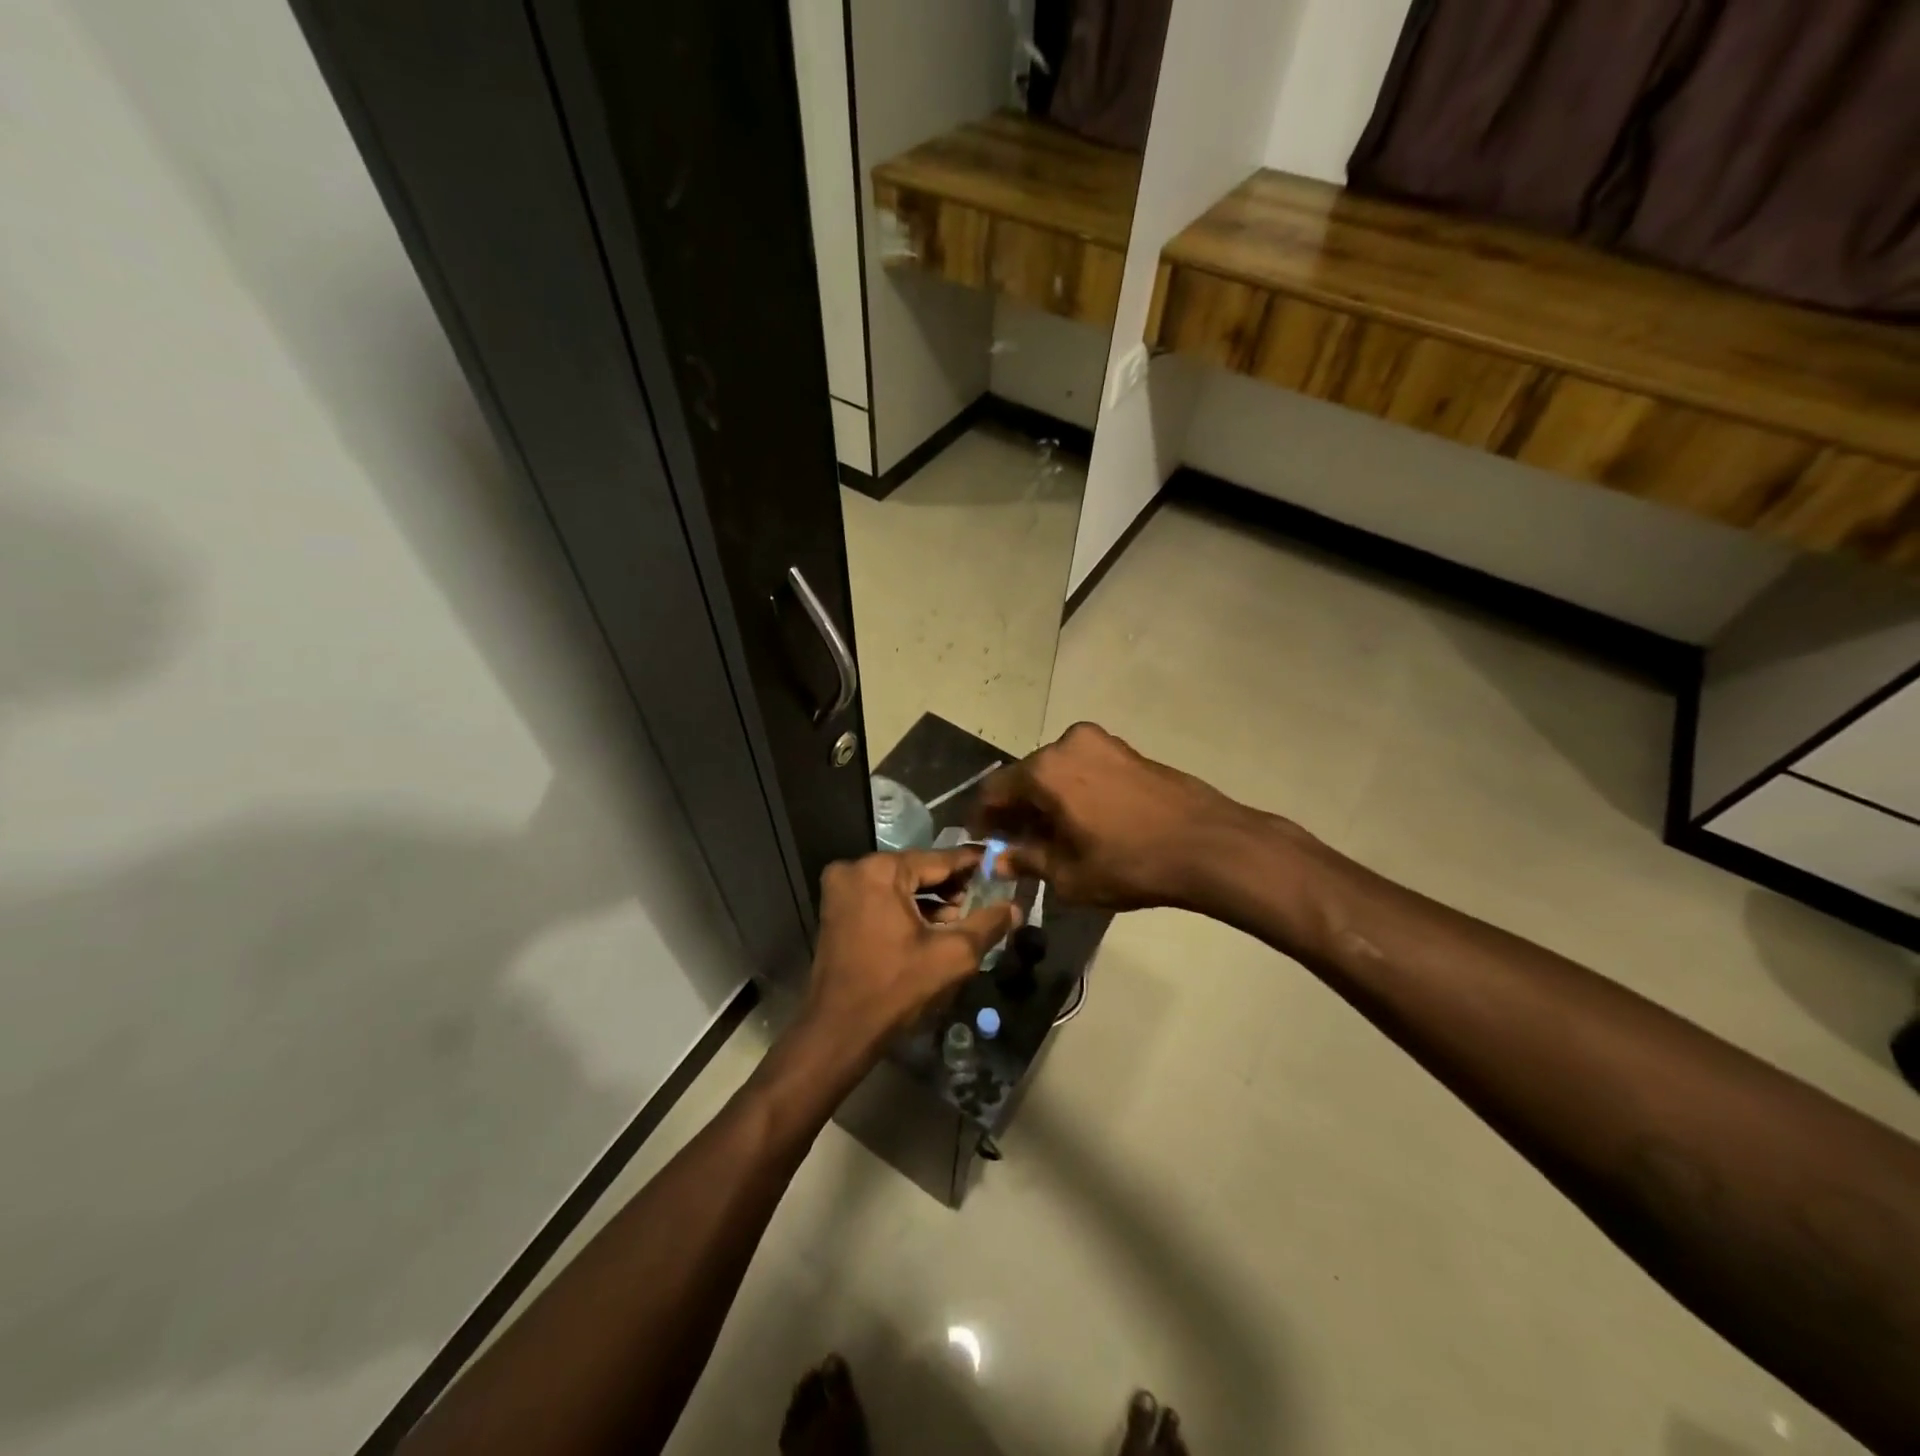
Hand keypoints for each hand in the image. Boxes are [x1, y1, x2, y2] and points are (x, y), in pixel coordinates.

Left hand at [799, 848, 1020, 1072]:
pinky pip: (881, 897)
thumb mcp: (952, 955)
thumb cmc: (895, 987)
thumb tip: (1016, 907)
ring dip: (930, 898)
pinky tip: (934, 925)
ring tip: (963, 915)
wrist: (838, 1030)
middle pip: (917, 869)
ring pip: (899, 884)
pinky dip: (906, 907)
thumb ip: (987, 925)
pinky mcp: (836, 909)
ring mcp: (841, 889)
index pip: (939, 859)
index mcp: (881, 870)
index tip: (999, 862)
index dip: (972, 863)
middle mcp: (855, 869)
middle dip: (951, 884)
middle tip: (984, 895)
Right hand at [970, 722, 1267, 911]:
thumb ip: (1027, 861)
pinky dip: (1073, 791)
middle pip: (1026, 776)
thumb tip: (1000, 859)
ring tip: (1050, 836)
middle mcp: (1068, 744)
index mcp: (1045, 770)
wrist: (1208, 844)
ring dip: (1046, 800)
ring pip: (1057, 771)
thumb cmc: (1130, 863)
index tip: (980, 838)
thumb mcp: (1069, 875)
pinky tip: (1083, 821)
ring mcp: (1102, 743)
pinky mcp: (1128, 750)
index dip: (982, 816)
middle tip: (1015, 842)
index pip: (995, 789)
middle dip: (1016, 808)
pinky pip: (1084, 769)